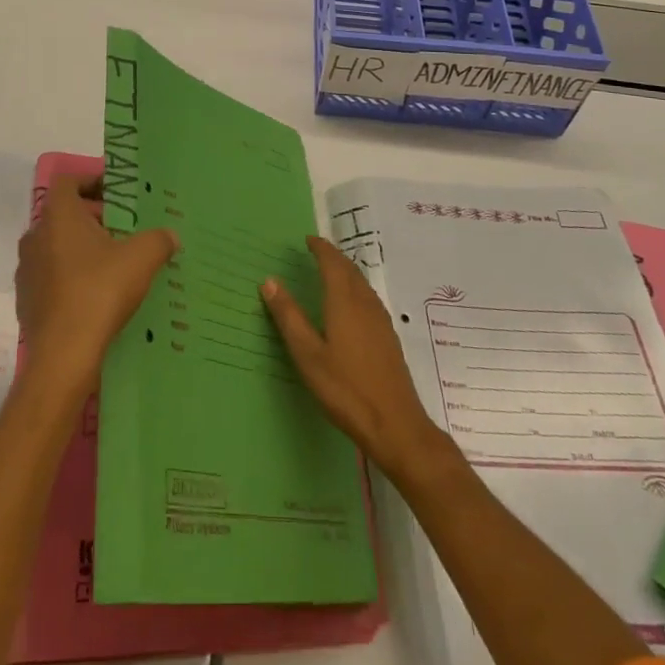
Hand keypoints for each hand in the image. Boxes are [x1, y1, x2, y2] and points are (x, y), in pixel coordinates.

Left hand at [17, 175, 177, 397]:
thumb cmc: (99, 292)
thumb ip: (158, 239)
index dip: (92, 180)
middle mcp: (35, 237)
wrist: (63, 356)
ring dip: (82, 247)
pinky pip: (52, 276)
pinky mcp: (27, 301)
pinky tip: (96, 293)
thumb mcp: (142, 258)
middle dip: (93, 216)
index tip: (117, 193)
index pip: (68, 181)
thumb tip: (170, 235)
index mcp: (58, 216)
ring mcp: (28, 270)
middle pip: (64, 214)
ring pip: (56, 246)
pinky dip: (72, 275)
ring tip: (113, 261)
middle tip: (124, 227)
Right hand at [262, 235, 449, 480]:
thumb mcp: (308, 354)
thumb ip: (288, 316)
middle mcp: (365, 303)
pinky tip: (352, 305)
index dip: (321, 249)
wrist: (394, 424)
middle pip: (350, 270)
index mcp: (344, 301)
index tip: (308, 239)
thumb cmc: (345, 389)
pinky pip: (369, 298)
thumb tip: (269, 280)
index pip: (332, 263)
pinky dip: (356, 288)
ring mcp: (381, 321)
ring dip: (346, 271)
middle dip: (333, 257)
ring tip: (332, 271)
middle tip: (317, 251)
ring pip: (362, 284)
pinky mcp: (388, 338)